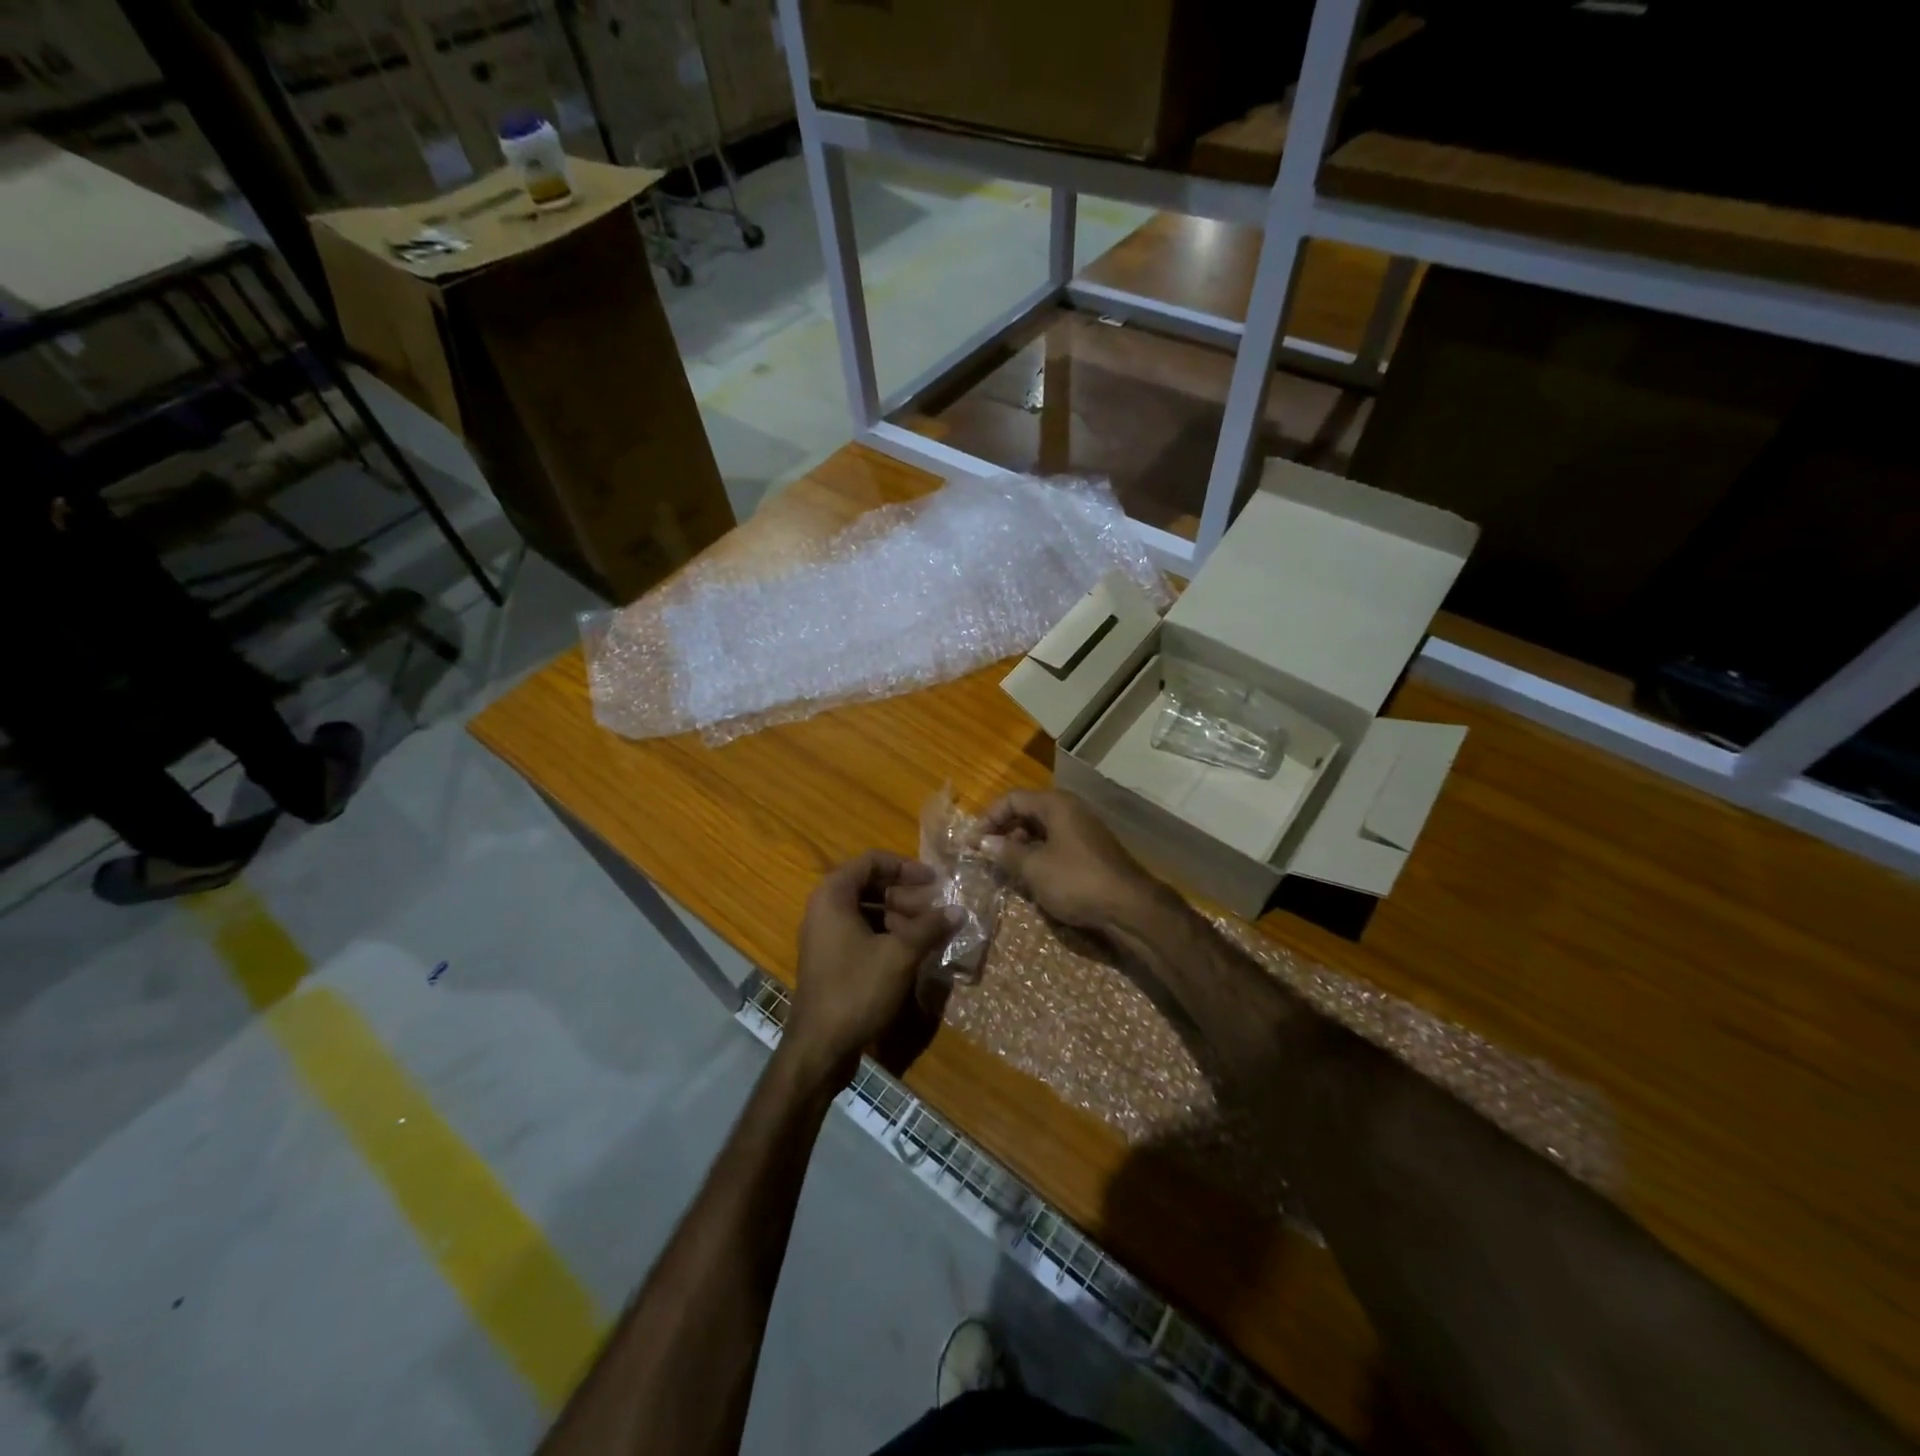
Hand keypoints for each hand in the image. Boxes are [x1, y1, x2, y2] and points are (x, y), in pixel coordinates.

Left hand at [787, 851, 959, 1083]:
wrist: (819, 1047)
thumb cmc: (856, 990)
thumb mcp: (900, 954)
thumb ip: (930, 927)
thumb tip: (958, 910)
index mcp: (833, 895)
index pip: (872, 861)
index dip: (905, 867)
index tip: (934, 881)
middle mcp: (824, 908)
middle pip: (870, 885)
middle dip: (906, 895)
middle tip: (936, 910)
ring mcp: (825, 935)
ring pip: (867, 911)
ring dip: (900, 916)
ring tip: (929, 932)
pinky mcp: (830, 959)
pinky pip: (861, 933)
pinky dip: (887, 935)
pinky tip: (912, 951)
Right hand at [978, 789, 1159, 932]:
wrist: (1130, 907)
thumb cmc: (1077, 881)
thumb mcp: (1034, 868)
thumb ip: (1005, 853)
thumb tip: (981, 842)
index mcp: (1055, 804)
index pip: (1012, 799)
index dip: (988, 818)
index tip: (971, 843)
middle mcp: (1069, 810)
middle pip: (1026, 812)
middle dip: (1002, 832)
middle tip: (984, 855)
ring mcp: (1082, 831)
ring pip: (1040, 831)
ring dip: (1019, 846)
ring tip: (1002, 869)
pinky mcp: (1089, 852)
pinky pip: (1055, 845)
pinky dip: (1037, 856)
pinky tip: (1028, 877)